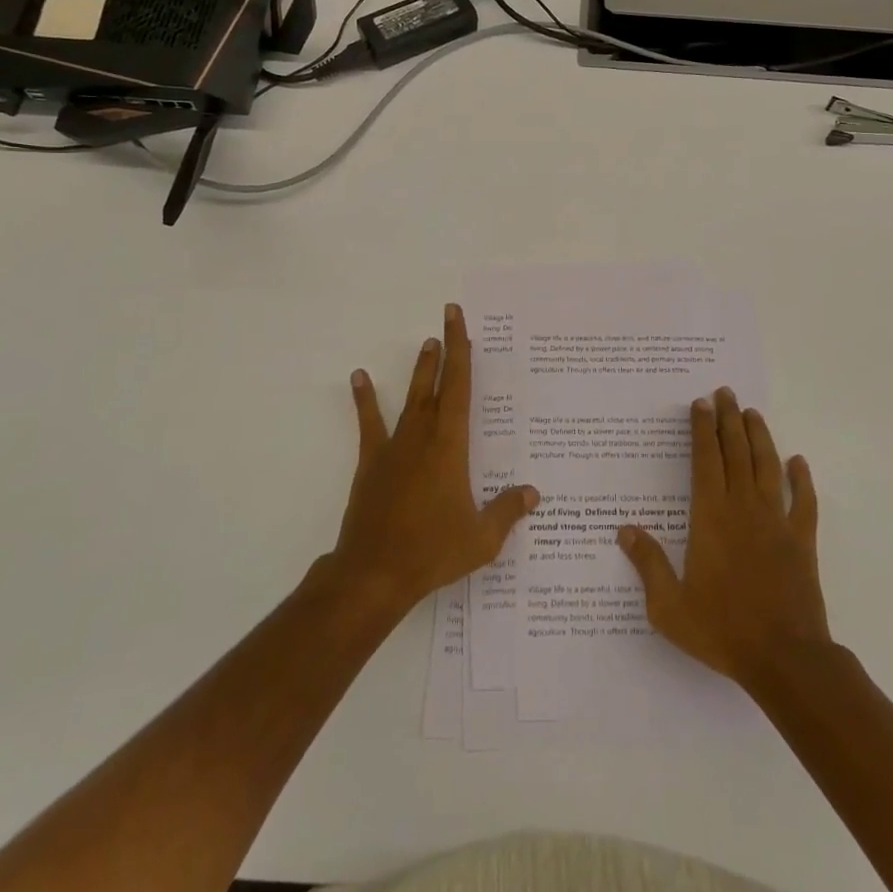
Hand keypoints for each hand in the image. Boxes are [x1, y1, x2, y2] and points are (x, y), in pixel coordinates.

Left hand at [330, 303, 538, 617]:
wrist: (375, 573)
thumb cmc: (433, 551)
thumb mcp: (481, 538)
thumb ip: (508, 511)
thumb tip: (533, 493)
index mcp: (451, 445)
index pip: (459, 387)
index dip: (461, 351)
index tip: (458, 321)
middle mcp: (424, 435)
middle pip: (436, 384)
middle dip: (444, 350)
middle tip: (447, 318)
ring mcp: (395, 447)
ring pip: (411, 398)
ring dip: (420, 370)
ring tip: (425, 344)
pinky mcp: (372, 462)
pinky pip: (370, 423)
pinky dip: (365, 399)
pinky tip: (359, 377)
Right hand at [619, 387, 828, 691]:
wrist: (785, 659)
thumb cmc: (722, 630)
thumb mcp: (670, 606)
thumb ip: (648, 564)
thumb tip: (625, 530)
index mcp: (711, 517)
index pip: (705, 460)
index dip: (702, 429)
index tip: (700, 404)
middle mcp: (744, 508)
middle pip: (736, 452)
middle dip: (729, 419)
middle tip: (725, 393)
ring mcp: (777, 522)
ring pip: (768, 467)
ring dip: (760, 437)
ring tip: (753, 413)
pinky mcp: (802, 541)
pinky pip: (805, 502)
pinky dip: (802, 479)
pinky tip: (799, 462)